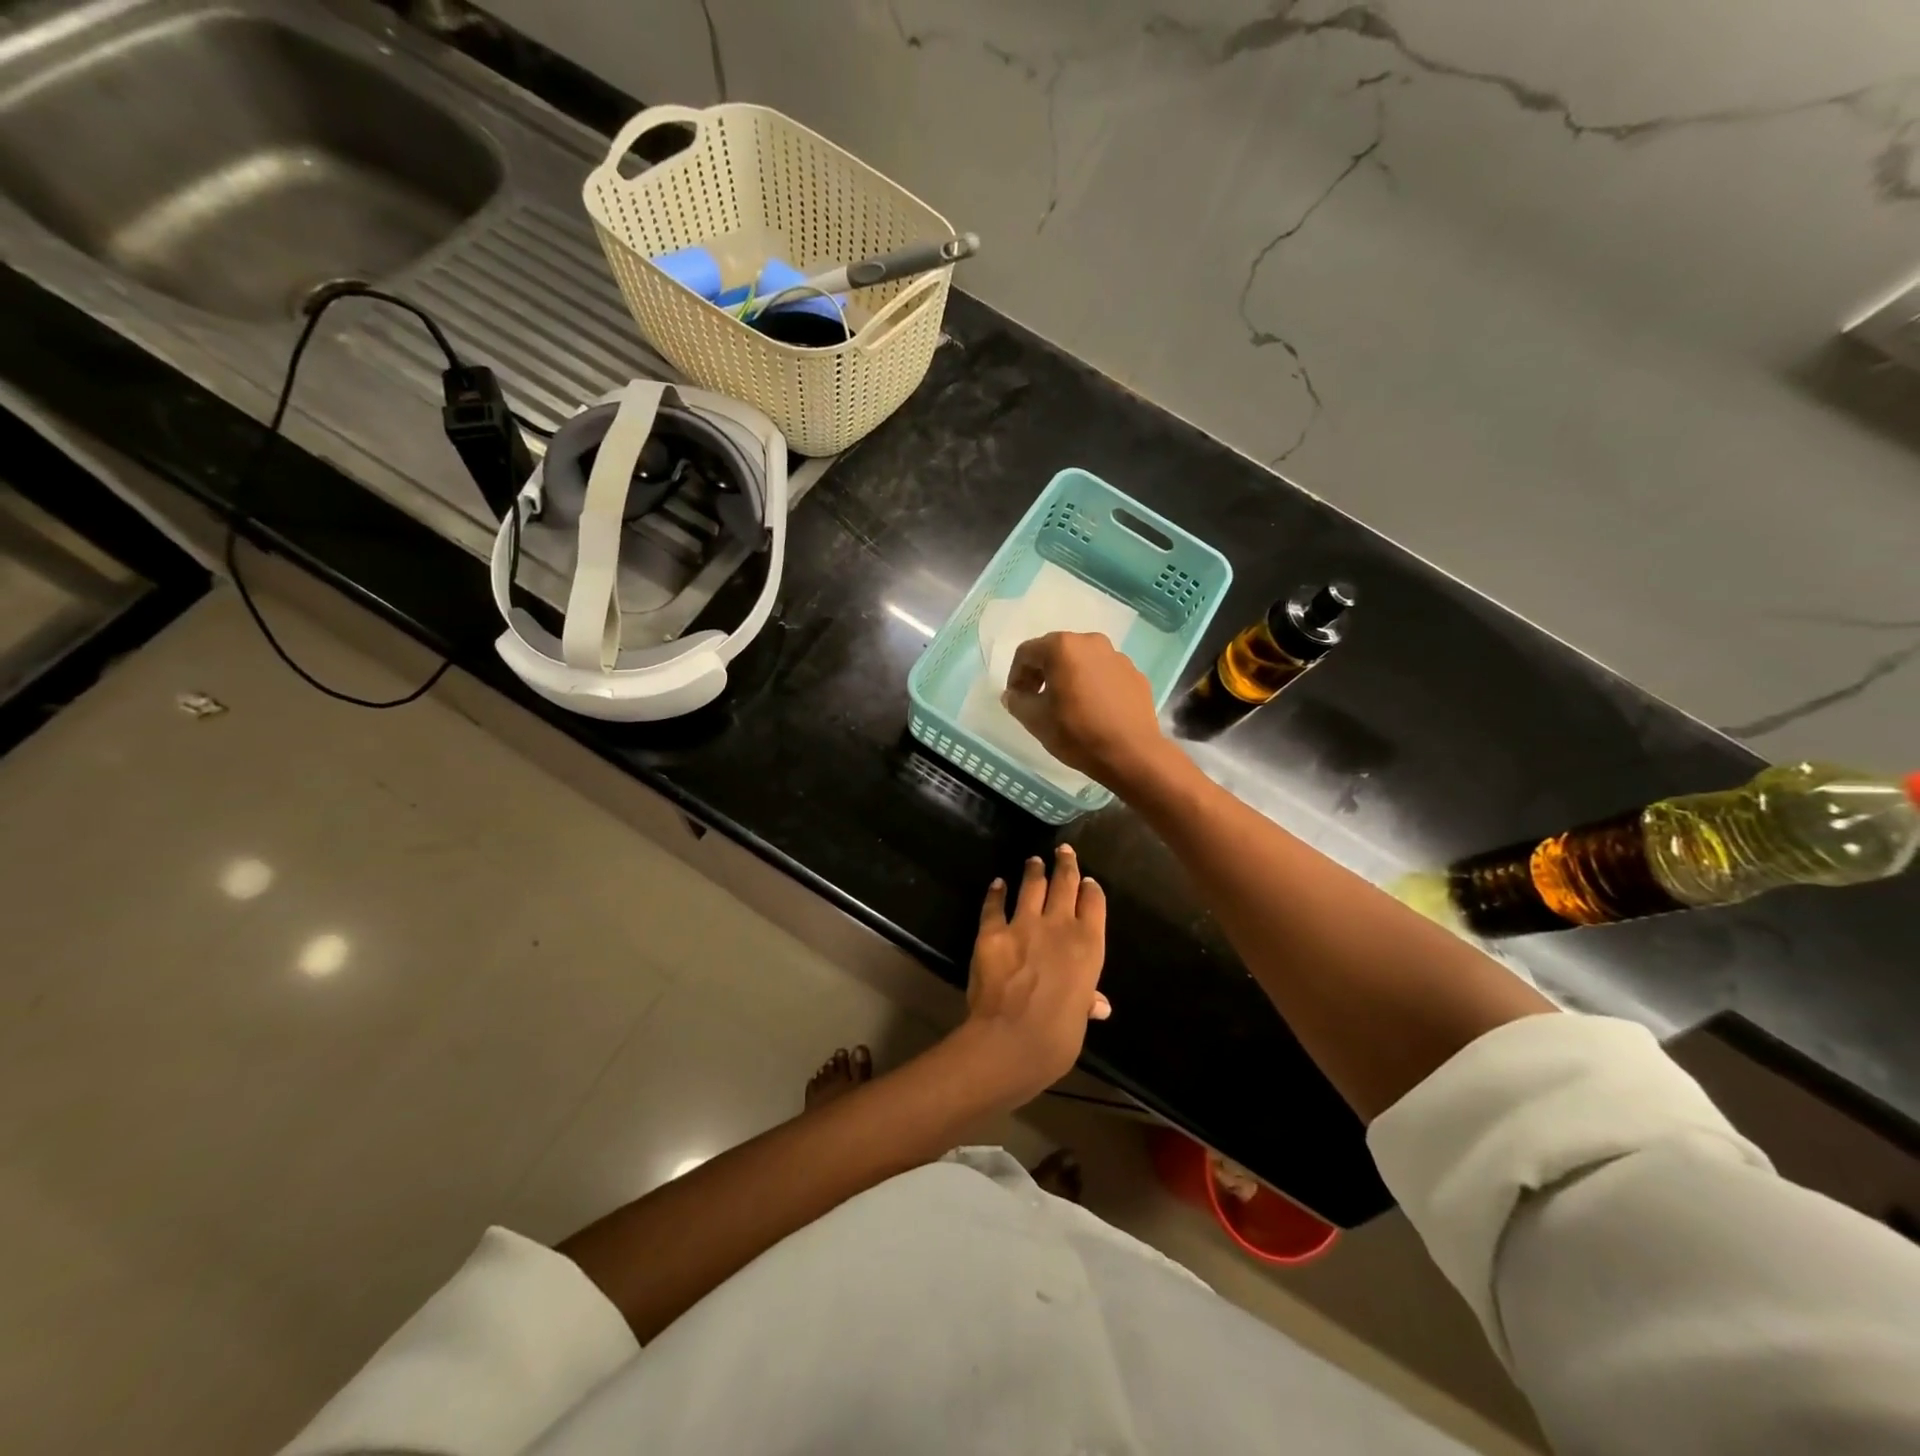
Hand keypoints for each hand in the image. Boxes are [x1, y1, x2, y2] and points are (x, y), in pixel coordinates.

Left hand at [956, 847, 1108, 1108]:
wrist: (1013, 1038)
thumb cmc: (1058, 1036)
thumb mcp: (1079, 1018)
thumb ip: (1086, 1001)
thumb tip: (1099, 1005)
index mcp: (1089, 945)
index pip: (1094, 903)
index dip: (1091, 889)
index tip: (1088, 882)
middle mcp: (1059, 925)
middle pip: (1065, 883)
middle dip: (1066, 864)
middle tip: (1063, 850)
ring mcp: (1024, 924)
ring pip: (1032, 885)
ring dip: (1034, 870)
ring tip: (1034, 861)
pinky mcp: (992, 931)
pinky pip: (995, 905)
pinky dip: (996, 892)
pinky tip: (997, 884)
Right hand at [1002, 632, 1172, 790]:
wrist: (1132, 754)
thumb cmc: (1077, 733)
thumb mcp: (1035, 720)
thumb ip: (1017, 701)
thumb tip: (1013, 695)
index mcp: (1063, 647)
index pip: (1027, 653)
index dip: (1015, 676)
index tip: (1016, 698)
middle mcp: (1091, 642)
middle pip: (1056, 652)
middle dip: (1042, 673)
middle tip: (1037, 700)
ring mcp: (1117, 657)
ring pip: (1082, 661)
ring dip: (1069, 678)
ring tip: (1067, 706)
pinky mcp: (1135, 674)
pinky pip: (1104, 674)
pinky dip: (1093, 685)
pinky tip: (1093, 710)